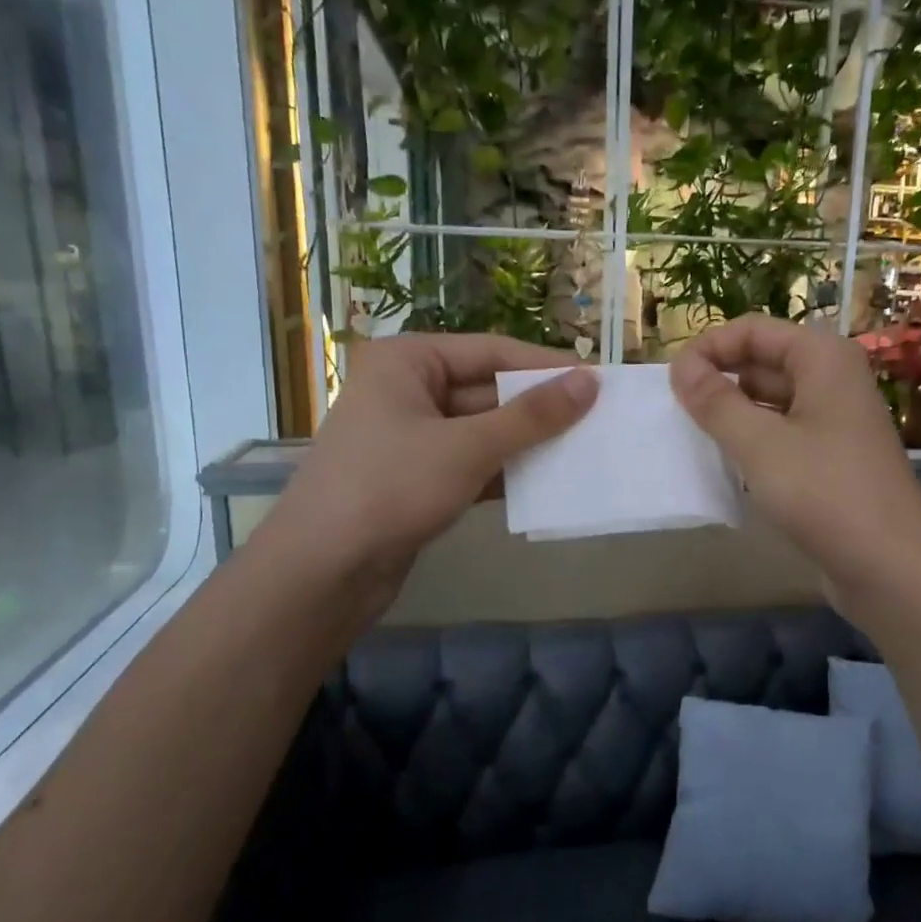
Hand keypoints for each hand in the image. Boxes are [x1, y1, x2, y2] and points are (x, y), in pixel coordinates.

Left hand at [257, 334, 596, 608]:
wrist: (322, 571)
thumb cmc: (390, 488)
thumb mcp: (467, 447)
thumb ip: (531, 416)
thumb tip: (590, 382)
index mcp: (407, 361)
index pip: (491, 351)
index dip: (545, 367)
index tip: (598, 381)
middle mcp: (407, 389)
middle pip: (488, 390)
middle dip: (539, 410)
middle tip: (598, 420)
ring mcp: (411, 436)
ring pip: (483, 430)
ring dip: (527, 443)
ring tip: (584, 451)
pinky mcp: (417, 478)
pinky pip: (472, 463)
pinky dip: (506, 472)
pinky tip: (548, 483)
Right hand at [669, 314, 920, 614]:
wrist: (890, 567)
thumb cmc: (824, 493)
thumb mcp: (759, 444)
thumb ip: (716, 401)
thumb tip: (680, 366)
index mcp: (823, 358)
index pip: (752, 331)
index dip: (708, 349)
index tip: (670, 383)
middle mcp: (832, 381)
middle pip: (762, 363)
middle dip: (718, 382)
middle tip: (675, 414)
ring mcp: (834, 422)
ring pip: (770, 403)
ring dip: (733, 415)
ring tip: (693, 438)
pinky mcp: (831, 460)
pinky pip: (782, 436)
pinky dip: (753, 444)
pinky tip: (727, 466)